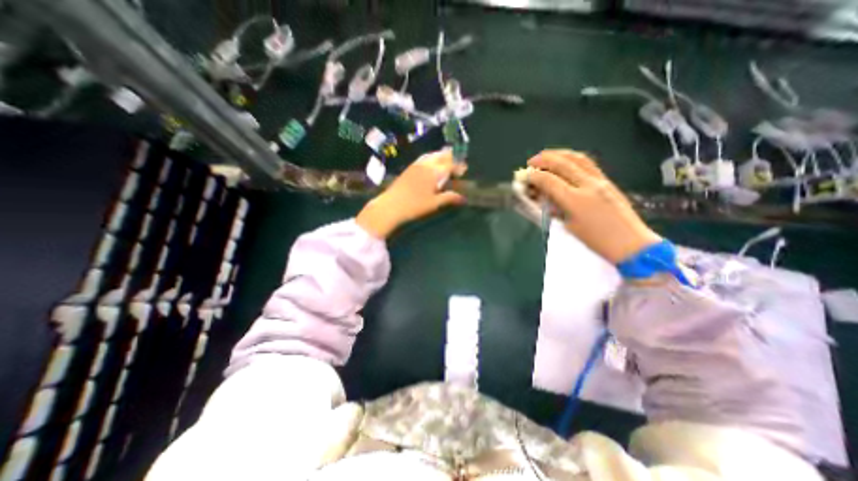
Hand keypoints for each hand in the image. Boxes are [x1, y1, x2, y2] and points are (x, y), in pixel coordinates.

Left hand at [356, 148, 466, 237]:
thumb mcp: (434, 204)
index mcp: (434, 172)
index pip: (450, 164)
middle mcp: (426, 164)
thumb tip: (463, 198)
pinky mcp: (409, 168)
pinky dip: (431, 157)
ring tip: (446, 159)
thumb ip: (449, 198)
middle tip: (458, 161)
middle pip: (441, 156)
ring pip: (432, 155)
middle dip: (451, 156)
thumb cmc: (415, 206)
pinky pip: (423, 157)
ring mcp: (416, 164)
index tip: (464, 170)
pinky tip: (431, 163)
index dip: (458, 166)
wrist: (391, 205)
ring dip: (441, 155)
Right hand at [528, 149, 658, 261]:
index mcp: (576, 200)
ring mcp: (601, 180)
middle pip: (563, 163)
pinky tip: (565, 161)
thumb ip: (554, 209)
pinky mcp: (608, 180)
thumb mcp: (569, 227)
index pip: (549, 181)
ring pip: (577, 158)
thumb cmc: (596, 241)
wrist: (631, 243)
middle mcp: (589, 185)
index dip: (534, 176)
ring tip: (546, 157)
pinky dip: (572, 158)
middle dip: (543, 159)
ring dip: (559, 154)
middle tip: (531, 162)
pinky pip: (587, 163)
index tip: (524, 176)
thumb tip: (542, 196)